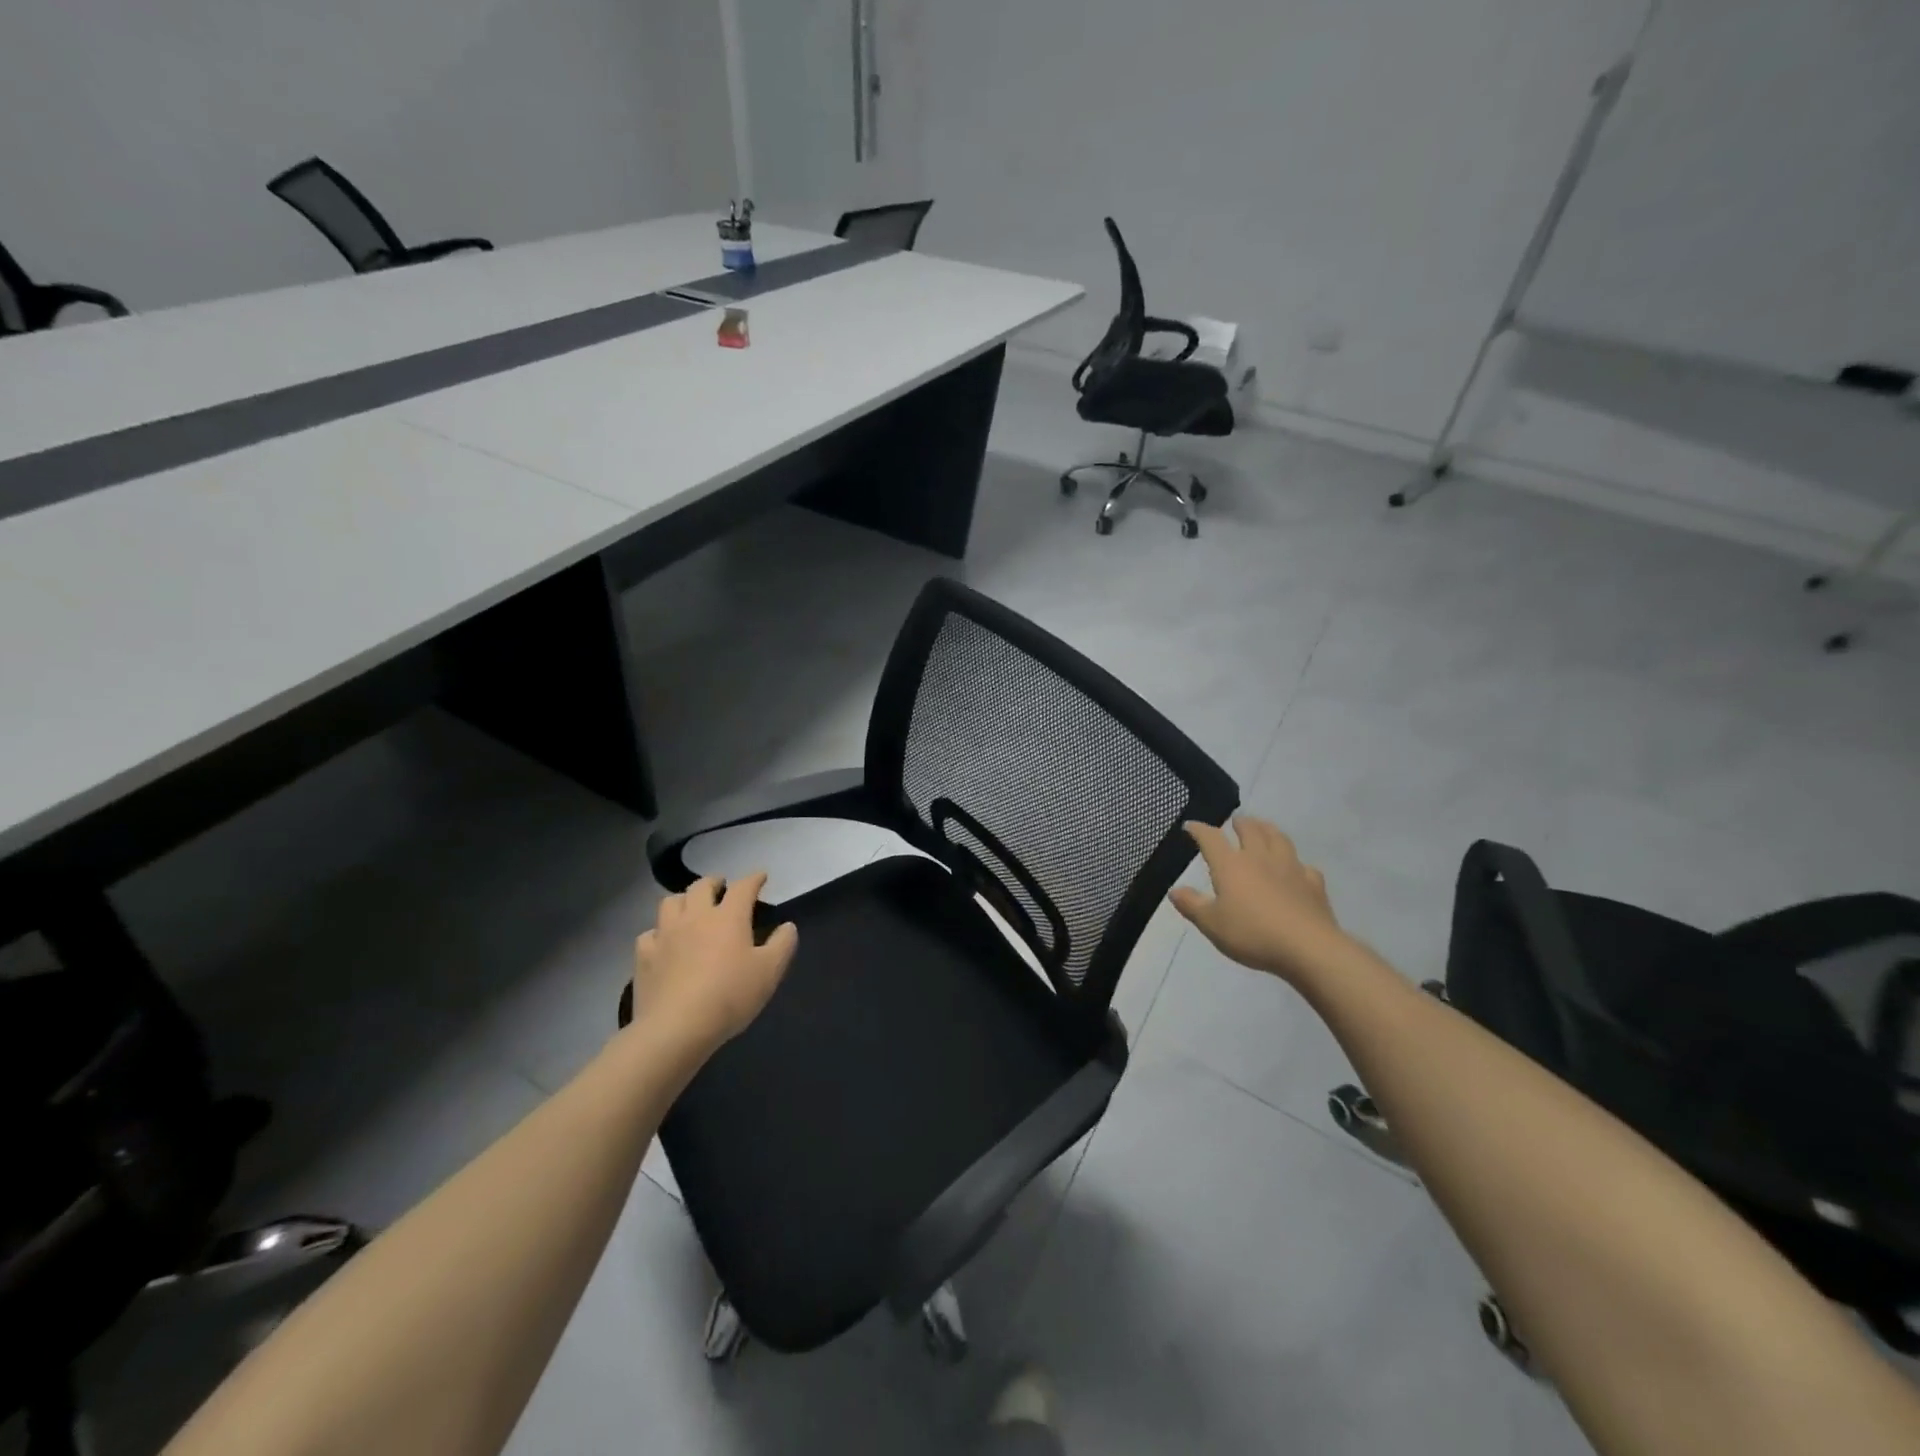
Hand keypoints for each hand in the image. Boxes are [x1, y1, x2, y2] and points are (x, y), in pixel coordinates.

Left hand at [632, 874, 797, 1049]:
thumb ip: (783, 944)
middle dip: (714, 882)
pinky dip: (659, 932)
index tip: (760, 876)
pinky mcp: (644, 956)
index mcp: (728, 917)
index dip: (754, 878)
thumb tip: (787, 926)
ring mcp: (666, 934)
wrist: (676, 1028)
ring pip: (671, 902)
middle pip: (701, 886)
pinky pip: (650, 933)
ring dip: (684, 899)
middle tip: (722, 887)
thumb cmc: (730, 996)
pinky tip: (664, 942)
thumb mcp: (770, 972)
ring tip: (691, 907)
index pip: (743, 887)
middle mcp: (695, 916)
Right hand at [1170, 817, 1344, 983]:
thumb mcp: (1212, 924)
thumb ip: (1192, 905)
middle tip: (1235, 822)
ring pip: (1279, 838)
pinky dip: (1296, 863)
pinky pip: (1304, 866)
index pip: (1211, 838)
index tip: (1190, 826)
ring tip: (1264, 829)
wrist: (1307, 948)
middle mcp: (1260, 858)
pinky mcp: (1313, 883)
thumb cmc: (1252, 934)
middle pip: (1250, 830)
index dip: (1199, 829)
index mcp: (1231, 865)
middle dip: (1240, 823)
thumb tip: (1174, 890)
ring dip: (1268, 829)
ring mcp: (1290, 868)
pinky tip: (1296, 869)